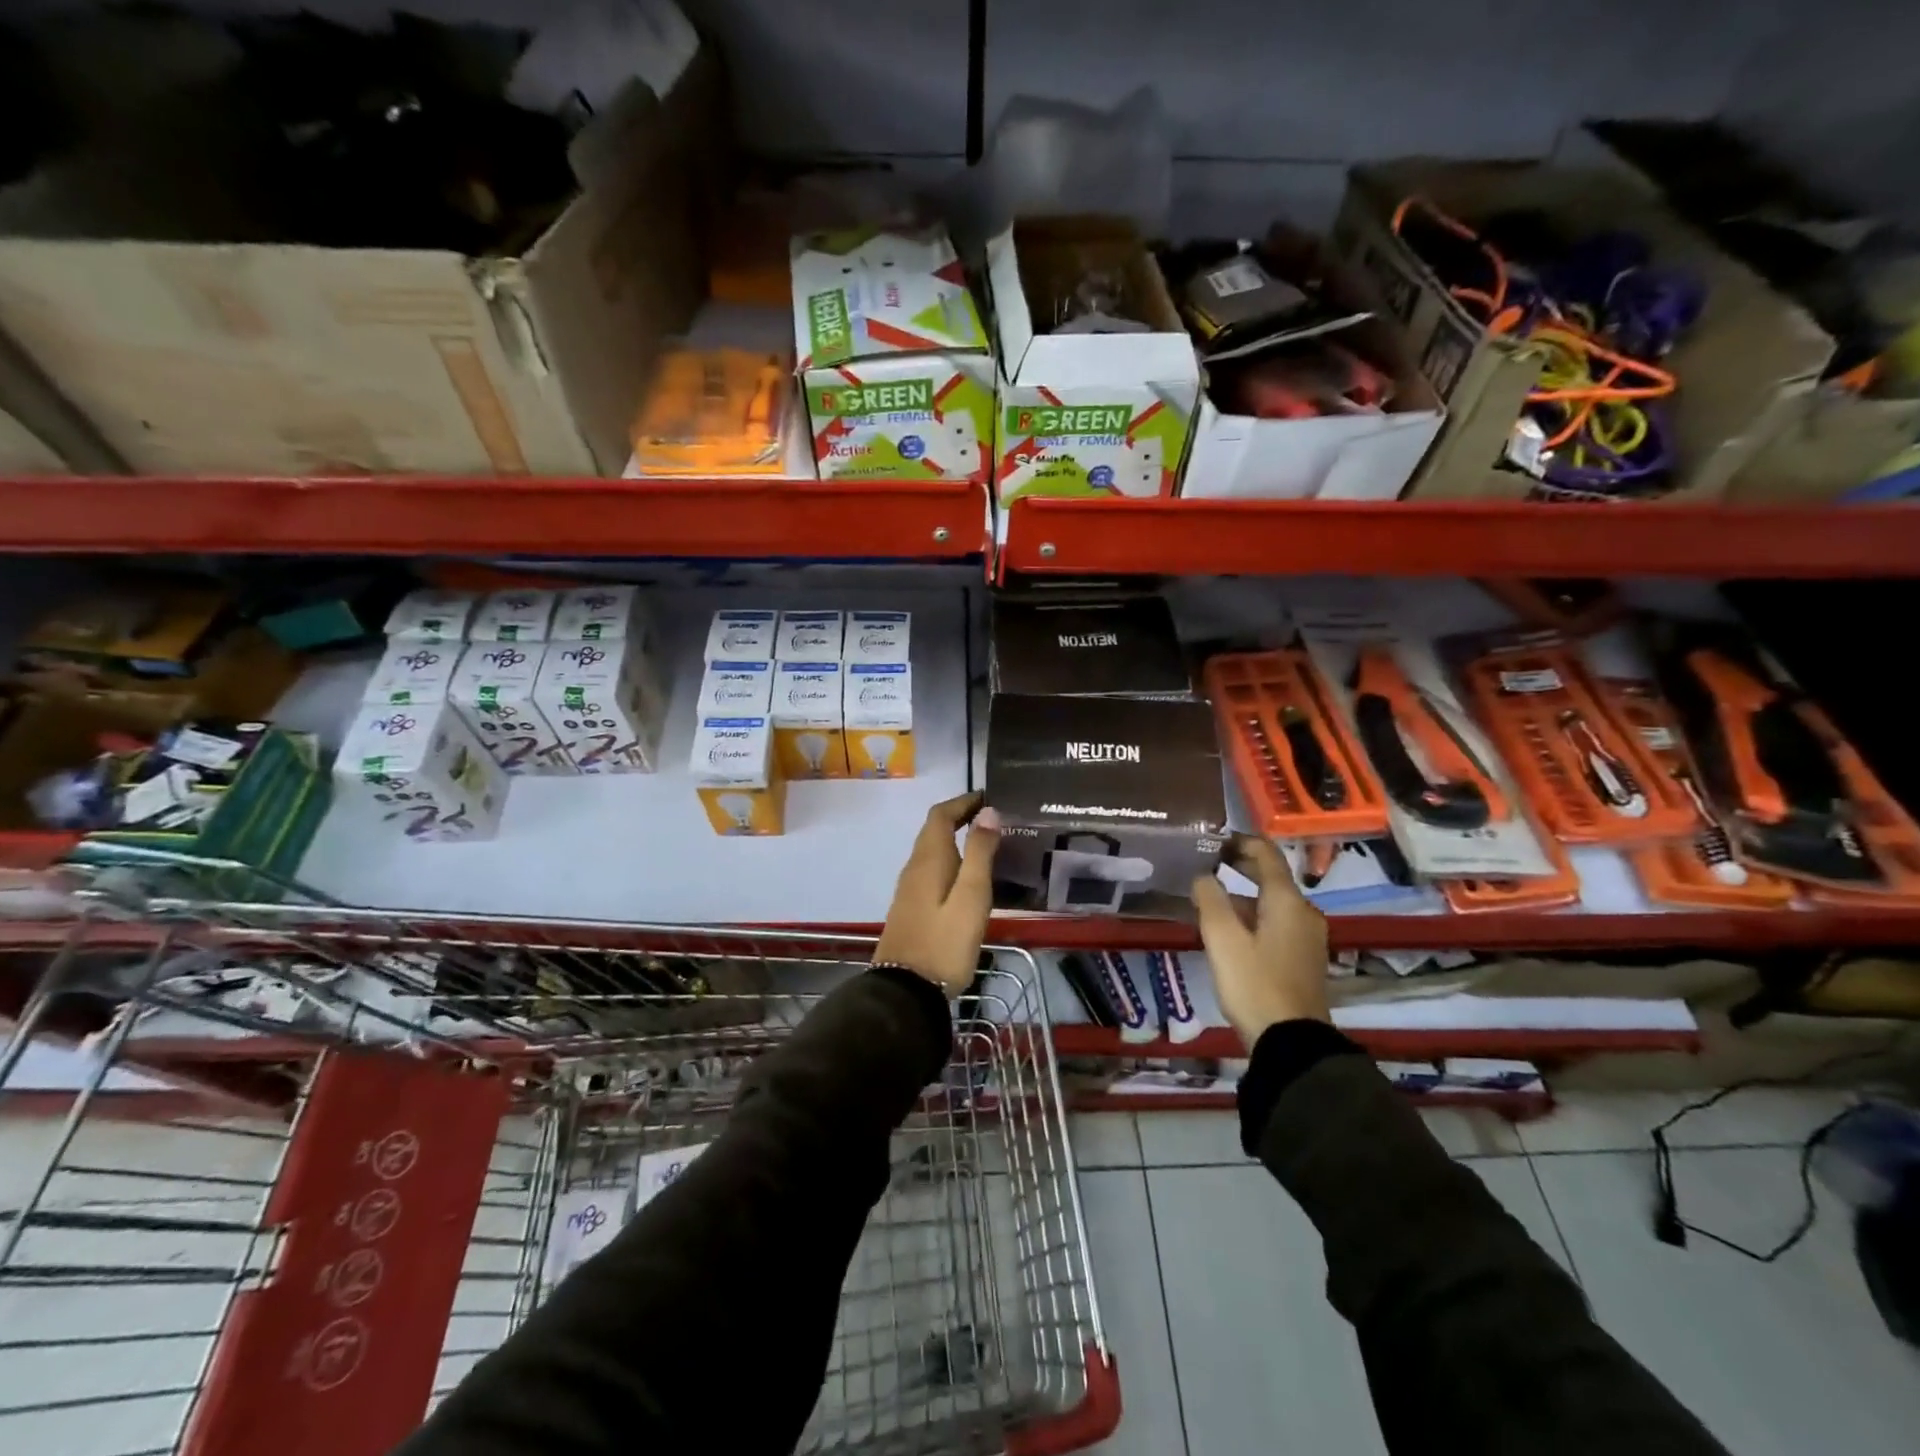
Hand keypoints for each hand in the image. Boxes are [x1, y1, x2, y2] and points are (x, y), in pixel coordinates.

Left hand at [874, 792, 1000, 995]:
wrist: (906, 991)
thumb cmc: (944, 942)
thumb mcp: (971, 897)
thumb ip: (979, 853)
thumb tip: (988, 812)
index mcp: (929, 859)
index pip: (941, 814)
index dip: (963, 801)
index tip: (989, 797)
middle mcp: (914, 867)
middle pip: (934, 830)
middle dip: (961, 817)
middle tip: (995, 819)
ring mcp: (909, 889)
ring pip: (933, 851)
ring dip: (956, 839)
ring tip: (988, 844)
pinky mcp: (912, 908)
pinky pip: (932, 870)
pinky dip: (951, 861)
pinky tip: (969, 878)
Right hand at [1192, 835, 1330, 1046]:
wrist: (1291, 1042)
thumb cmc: (1254, 983)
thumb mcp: (1222, 939)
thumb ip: (1210, 899)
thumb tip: (1203, 875)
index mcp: (1287, 901)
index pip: (1266, 854)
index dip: (1240, 842)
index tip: (1213, 841)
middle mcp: (1304, 913)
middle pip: (1272, 878)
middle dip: (1240, 867)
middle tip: (1208, 865)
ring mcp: (1308, 938)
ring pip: (1273, 904)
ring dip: (1244, 896)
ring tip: (1211, 902)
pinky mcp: (1305, 959)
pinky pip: (1277, 924)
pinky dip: (1254, 917)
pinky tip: (1231, 933)